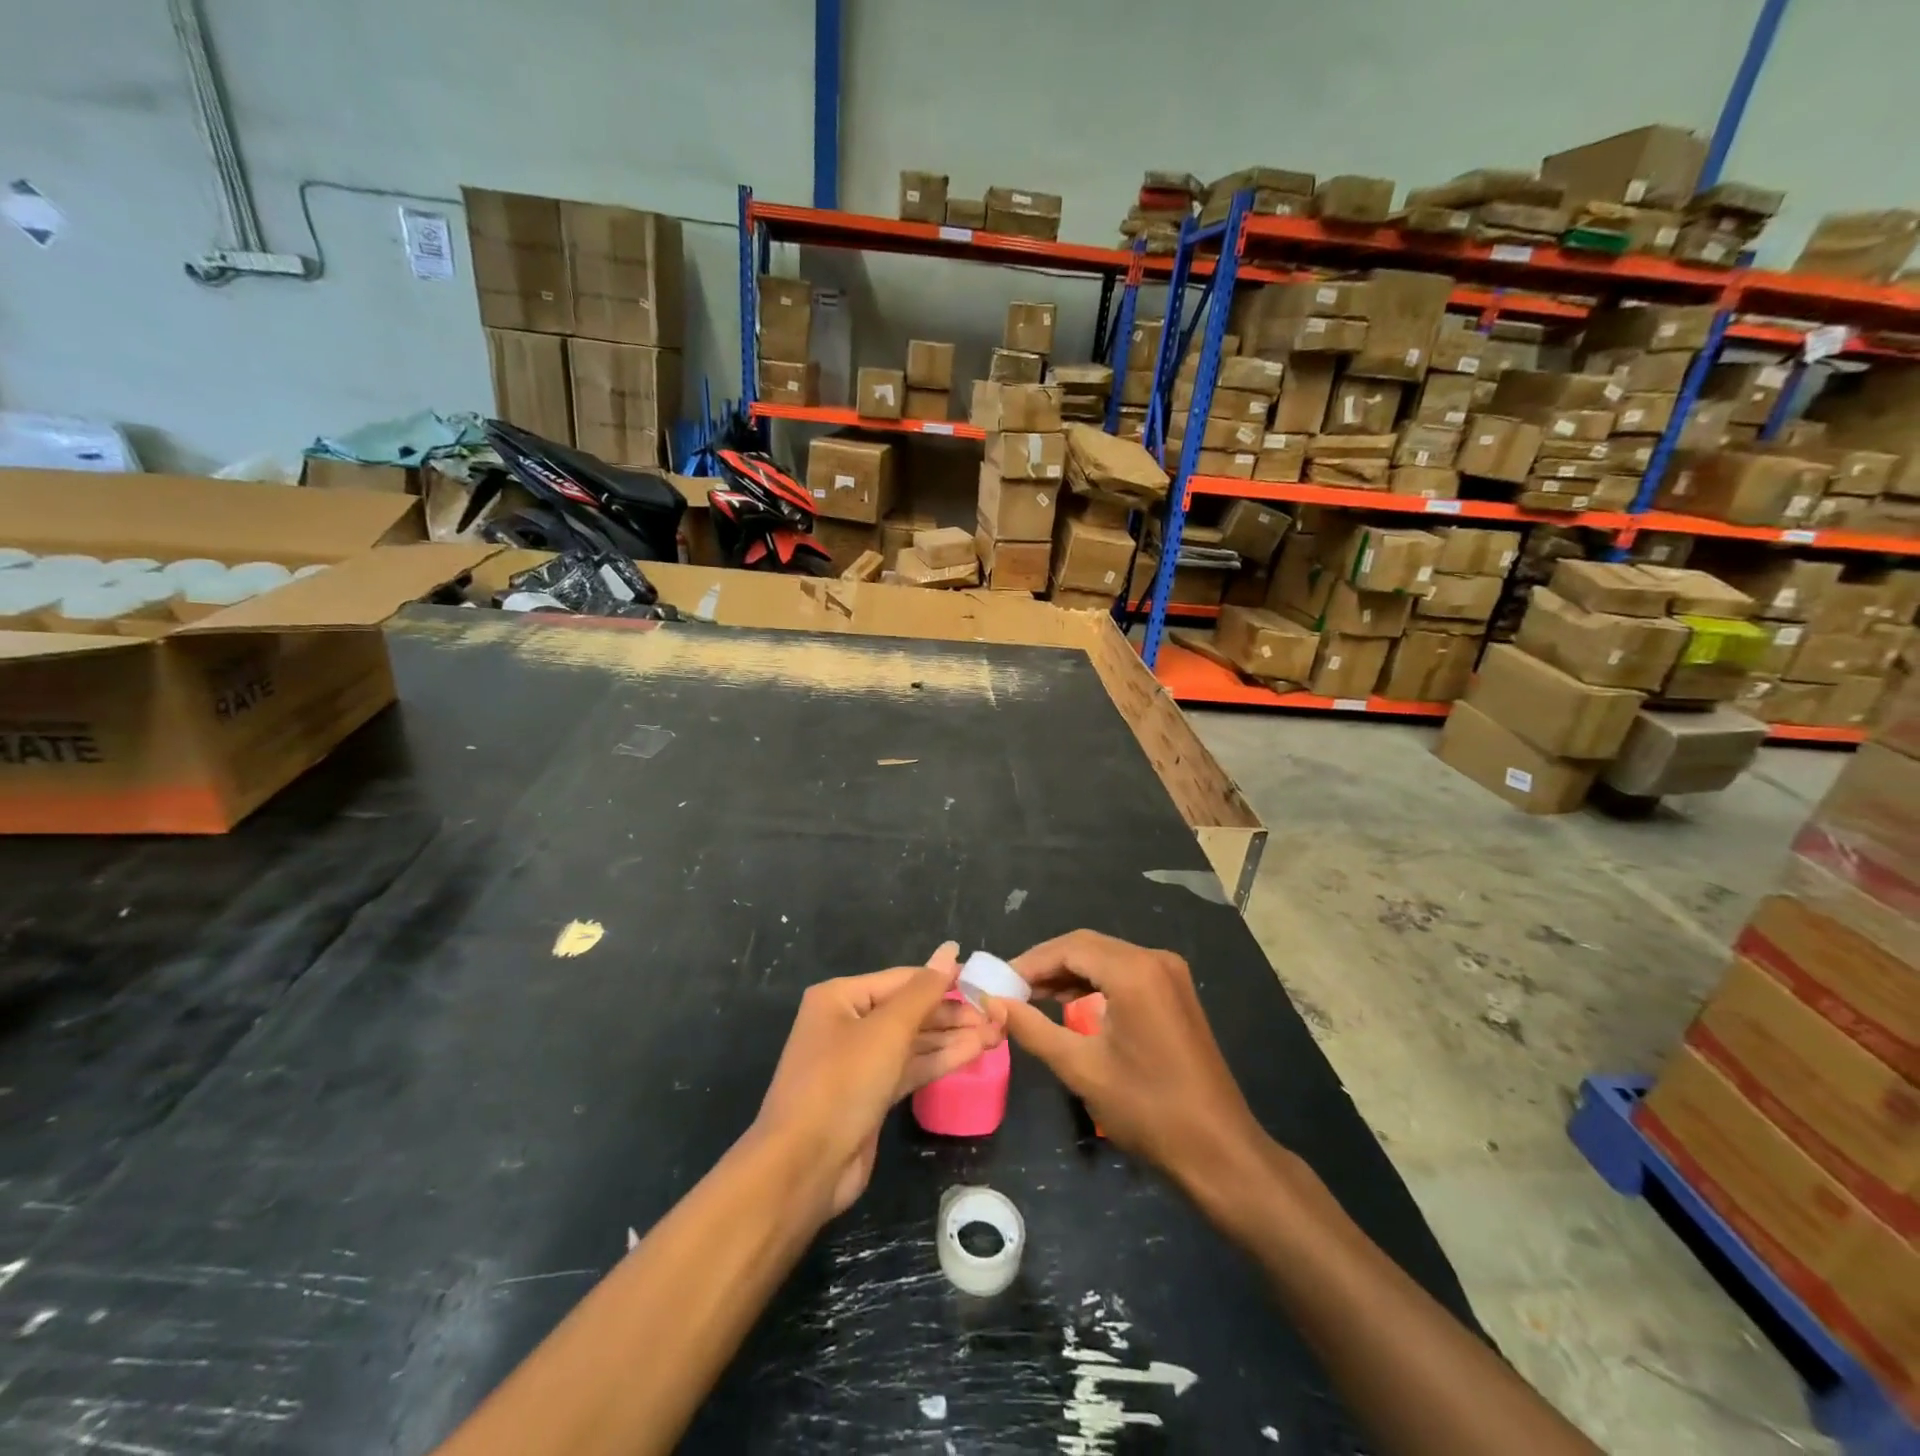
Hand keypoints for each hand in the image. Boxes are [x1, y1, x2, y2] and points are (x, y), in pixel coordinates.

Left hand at [754, 942, 1005, 1217]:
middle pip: (909, 1010)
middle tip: (997, 1015)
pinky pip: (909, 1067)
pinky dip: (939, 1061)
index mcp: (840, 997)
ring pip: (913, 1041)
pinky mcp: (870, 1094)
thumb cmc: (843, 1082)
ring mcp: (858, 1061)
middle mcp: (847, 1023)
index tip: (985, 982)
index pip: (902, 980)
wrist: (804, 1166)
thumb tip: (950, 949)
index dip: (943, 979)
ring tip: (996, 1034)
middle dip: (952, 1013)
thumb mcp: (887, 1030)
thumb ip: (924, 991)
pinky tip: (974, 1053)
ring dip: (952, 1038)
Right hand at [994, 930, 1264, 1191]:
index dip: (1030, 962)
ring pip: (1105, 958)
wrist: (1218, 1150)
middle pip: (1087, 946)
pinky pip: (1124, 973)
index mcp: (1134, 972)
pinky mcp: (1174, 992)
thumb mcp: (1081, 1068)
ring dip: (1068, 973)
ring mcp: (1169, 974)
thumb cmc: (1147, 1110)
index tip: (997, 982)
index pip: (1069, 947)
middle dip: (1046, 965)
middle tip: (1010, 990)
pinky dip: (1093, 982)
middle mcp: (1154, 960)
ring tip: (1030, 997)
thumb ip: (1033, 1029)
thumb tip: (993, 1003)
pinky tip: (1068, 1002)